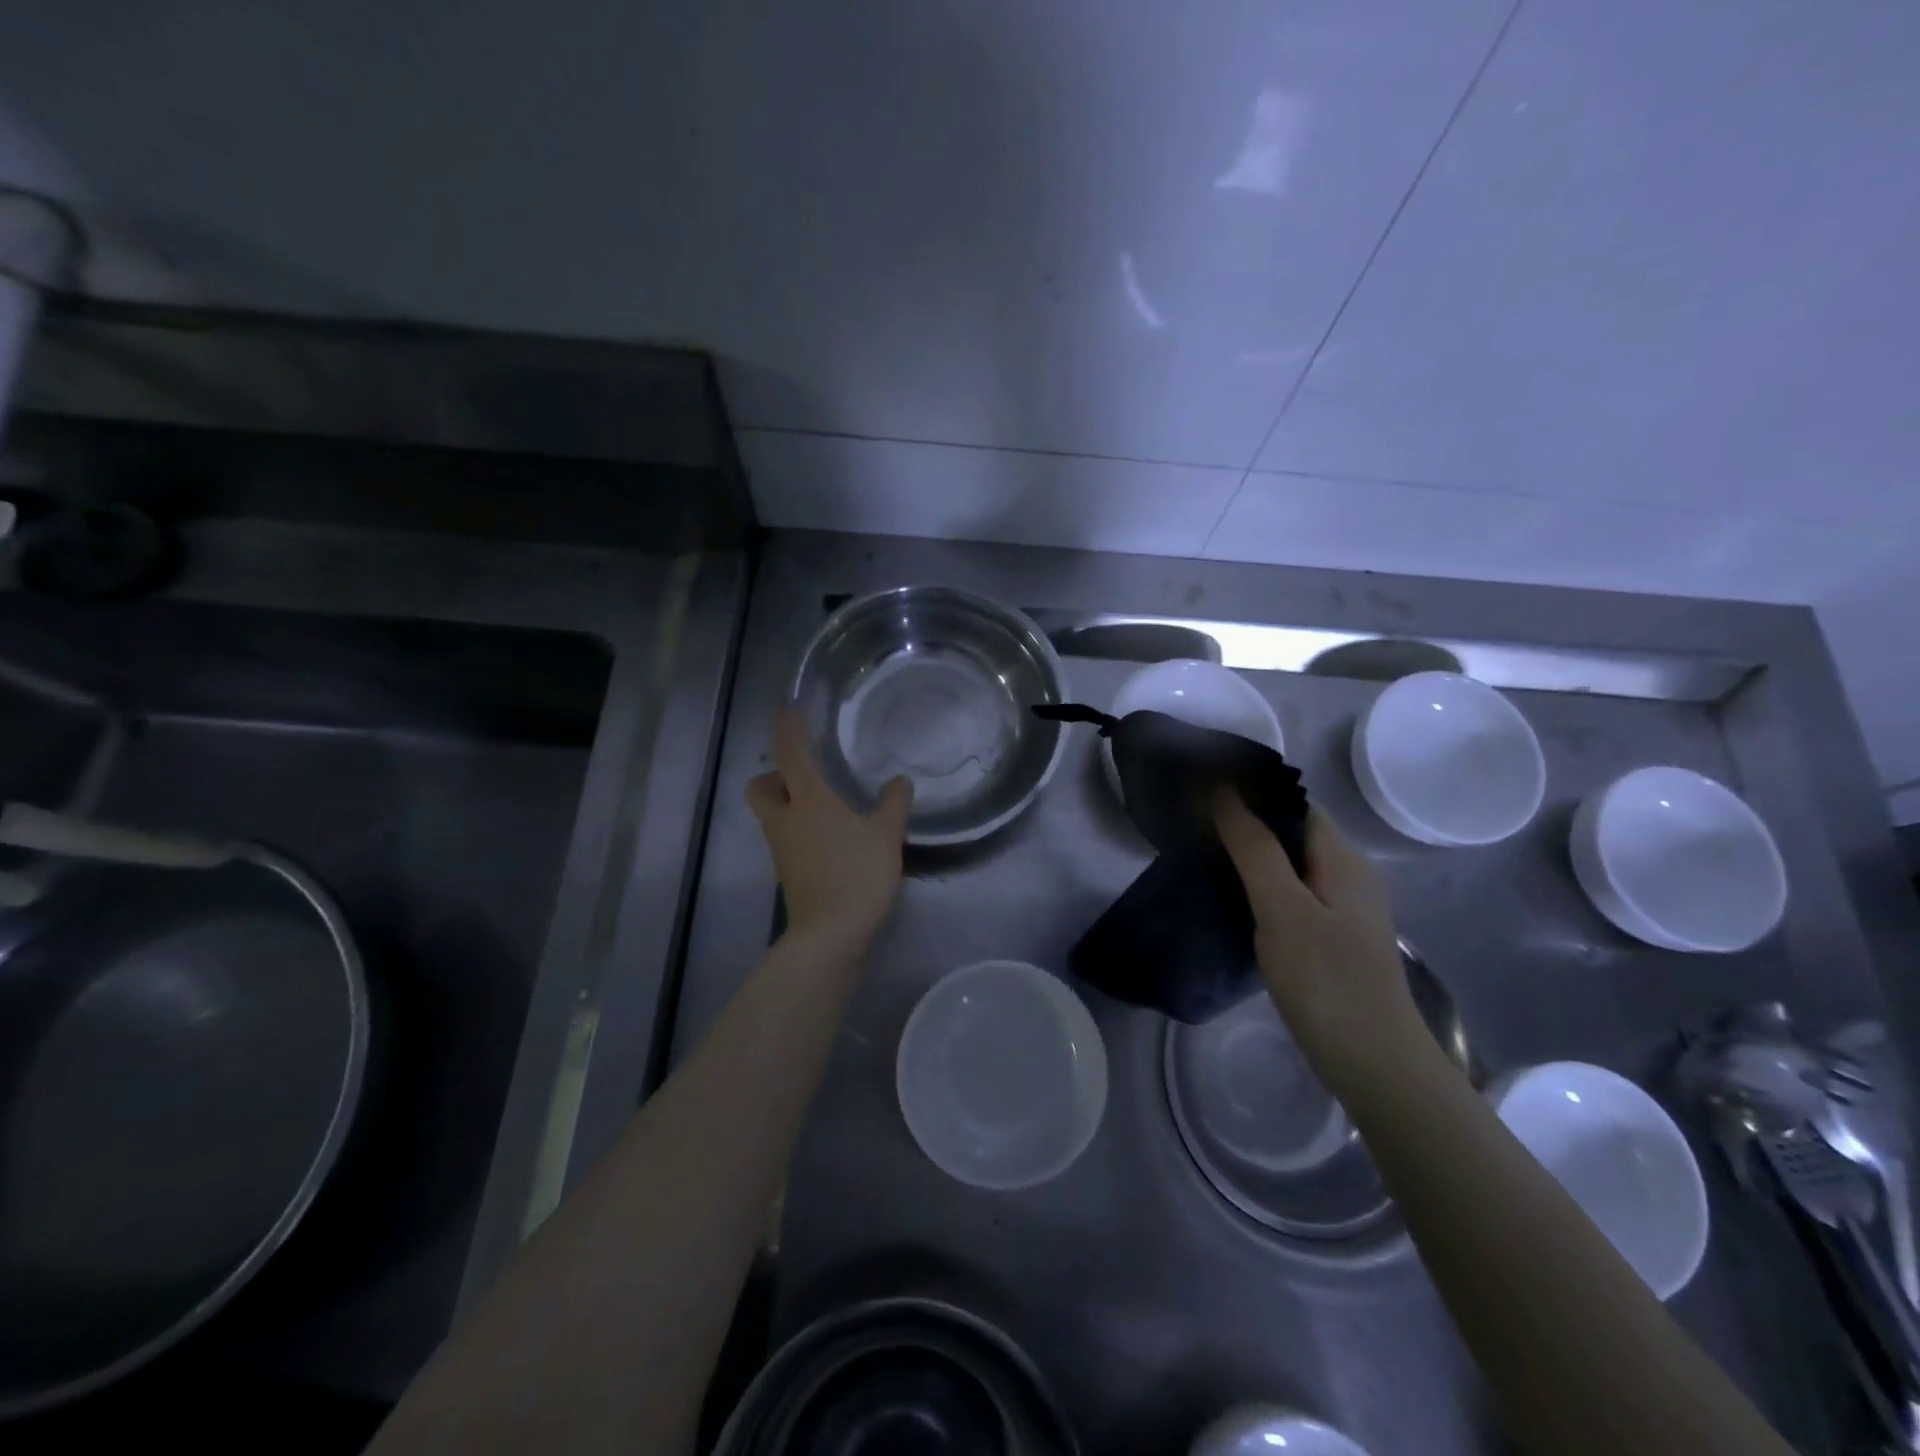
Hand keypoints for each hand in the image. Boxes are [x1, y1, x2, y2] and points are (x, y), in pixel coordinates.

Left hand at [747, 707, 912, 945]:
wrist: (830, 936)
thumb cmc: (857, 875)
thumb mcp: (885, 836)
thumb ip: (893, 804)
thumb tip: (899, 781)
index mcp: (808, 801)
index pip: (790, 753)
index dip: (787, 728)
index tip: (789, 709)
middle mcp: (785, 820)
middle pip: (761, 786)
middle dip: (775, 773)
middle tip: (806, 771)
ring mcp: (782, 849)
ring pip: (772, 813)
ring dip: (788, 800)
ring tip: (826, 802)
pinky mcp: (787, 872)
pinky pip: (785, 836)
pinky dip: (800, 827)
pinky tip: (831, 836)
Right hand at [1212, 791, 1427, 1096]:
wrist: (1375, 1065)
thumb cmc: (1327, 980)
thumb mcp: (1282, 908)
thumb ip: (1254, 849)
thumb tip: (1225, 791)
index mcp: (1343, 859)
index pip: (1295, 806)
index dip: (1253, 796)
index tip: (1204, 798)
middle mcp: (1349, 876)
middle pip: (1293, 836)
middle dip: (1247, 829)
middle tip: (1193, 832)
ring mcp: (1343, 911)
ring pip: (1291, 869)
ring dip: (1252, 862)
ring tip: (1203, 862)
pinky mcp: (1333, 941)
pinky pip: (1293, 899)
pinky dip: (1262, 893)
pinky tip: (1233, 905)